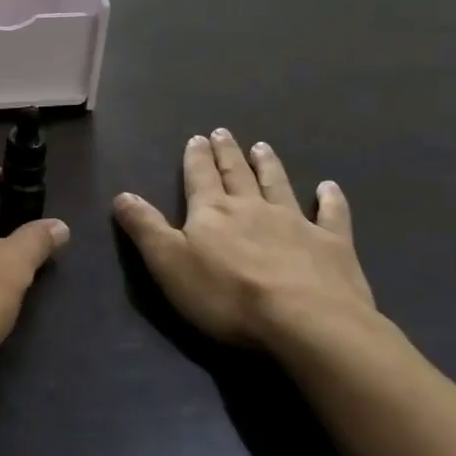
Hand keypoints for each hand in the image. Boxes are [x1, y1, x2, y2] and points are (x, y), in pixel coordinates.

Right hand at [113, 131, 373, 348]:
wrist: (306, 322)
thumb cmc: (228, 296)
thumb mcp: (169, 263)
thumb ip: (145, 228)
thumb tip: (122, 195)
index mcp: (213, 211)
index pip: (200, 177)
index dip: (196, 158)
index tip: (197, 137)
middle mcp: (253, 208)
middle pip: (237, 174)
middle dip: (227, 154)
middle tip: (223, 133)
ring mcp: (296, 223)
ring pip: (278, 185)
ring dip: (269, 166)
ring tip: (263, 147)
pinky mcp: (333, 245)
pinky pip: (332, 215)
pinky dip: (331, 199)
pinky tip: (330, 187)